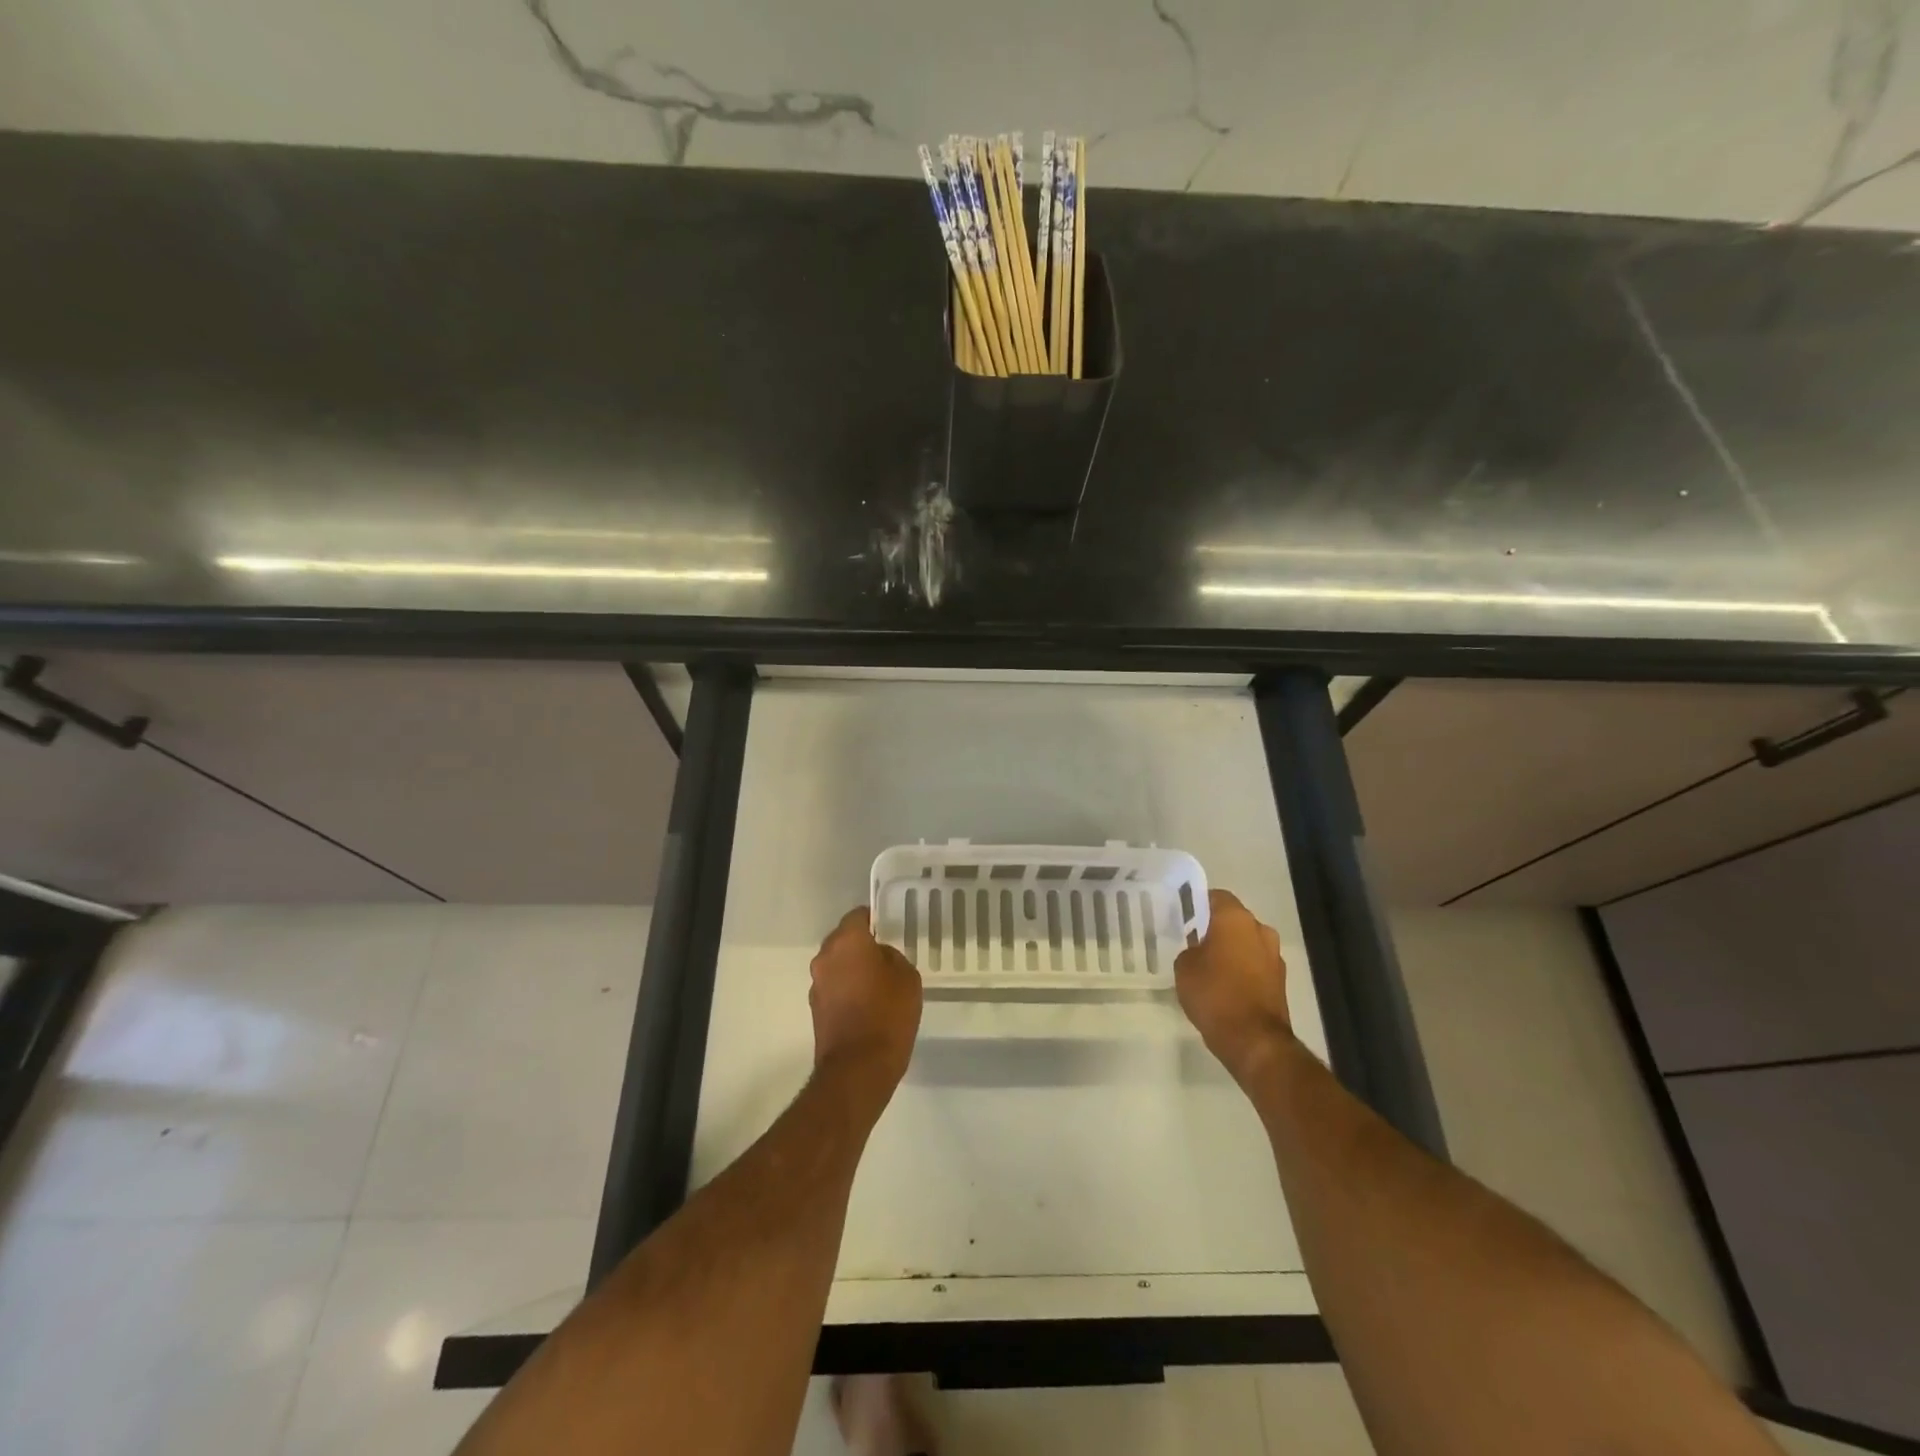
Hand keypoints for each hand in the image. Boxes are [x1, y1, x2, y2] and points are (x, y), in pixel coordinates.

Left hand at [810, 908, 922, 1102]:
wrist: (858, 1069)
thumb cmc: (888, 1014)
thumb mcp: (907, 978)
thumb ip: (892, 957)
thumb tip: (879, 957)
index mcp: (847, 942)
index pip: (857, 916)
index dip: (874, 919)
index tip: (889, 929)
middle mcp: (825, 958)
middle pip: (843, 940)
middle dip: (862, 945)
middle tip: (886, 957)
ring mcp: (817, 985)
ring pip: (837, 965)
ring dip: (853, 969)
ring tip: (878, 984)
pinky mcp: (816, 1009)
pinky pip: (834, 987)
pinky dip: (847, 990)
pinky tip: (867, 1005)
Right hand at [1174, 889, 1294, 1088]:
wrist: (1254, 1040)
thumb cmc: (1214, 994)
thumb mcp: (1184, 967)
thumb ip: (1189, 949)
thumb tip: (1199, 951)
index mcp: (1235, 918)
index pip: (1216, 896)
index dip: (1198, 904)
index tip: (1184, 917)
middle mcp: (1260, 930)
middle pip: (1234, 920)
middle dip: (1216, 929)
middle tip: (1193, 943)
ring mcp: (1274, 956)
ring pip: (1247, 942)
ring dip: (1231, 950)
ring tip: (1209, 968)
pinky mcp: (1280, 981)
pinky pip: (1255, 964)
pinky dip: (1242, 970)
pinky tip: (1225, 987)